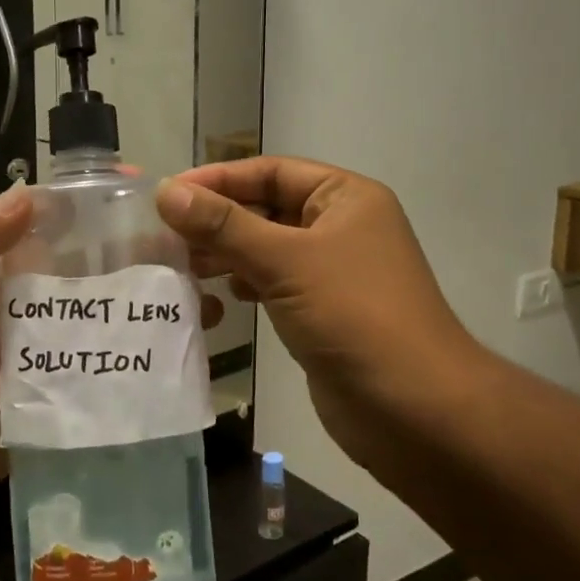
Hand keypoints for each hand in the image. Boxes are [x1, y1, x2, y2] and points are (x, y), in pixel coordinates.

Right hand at [156, 157, 483, 469]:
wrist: (413, 409)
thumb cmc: (353, 316)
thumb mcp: (285, 261)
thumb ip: (224, 225)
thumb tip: (166, 192)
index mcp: (345, 197)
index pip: (271, 171)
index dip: (218, 179)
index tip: (168, 195)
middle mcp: (341, 226)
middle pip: (267, 208)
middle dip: (219, 219)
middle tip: (165, 236)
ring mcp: (333, 271)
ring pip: (268, 248)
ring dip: (227, 252)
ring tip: (183, 265)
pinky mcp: (323, 310)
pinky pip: (275, 282)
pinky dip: (246, 282)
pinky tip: (222, 294)